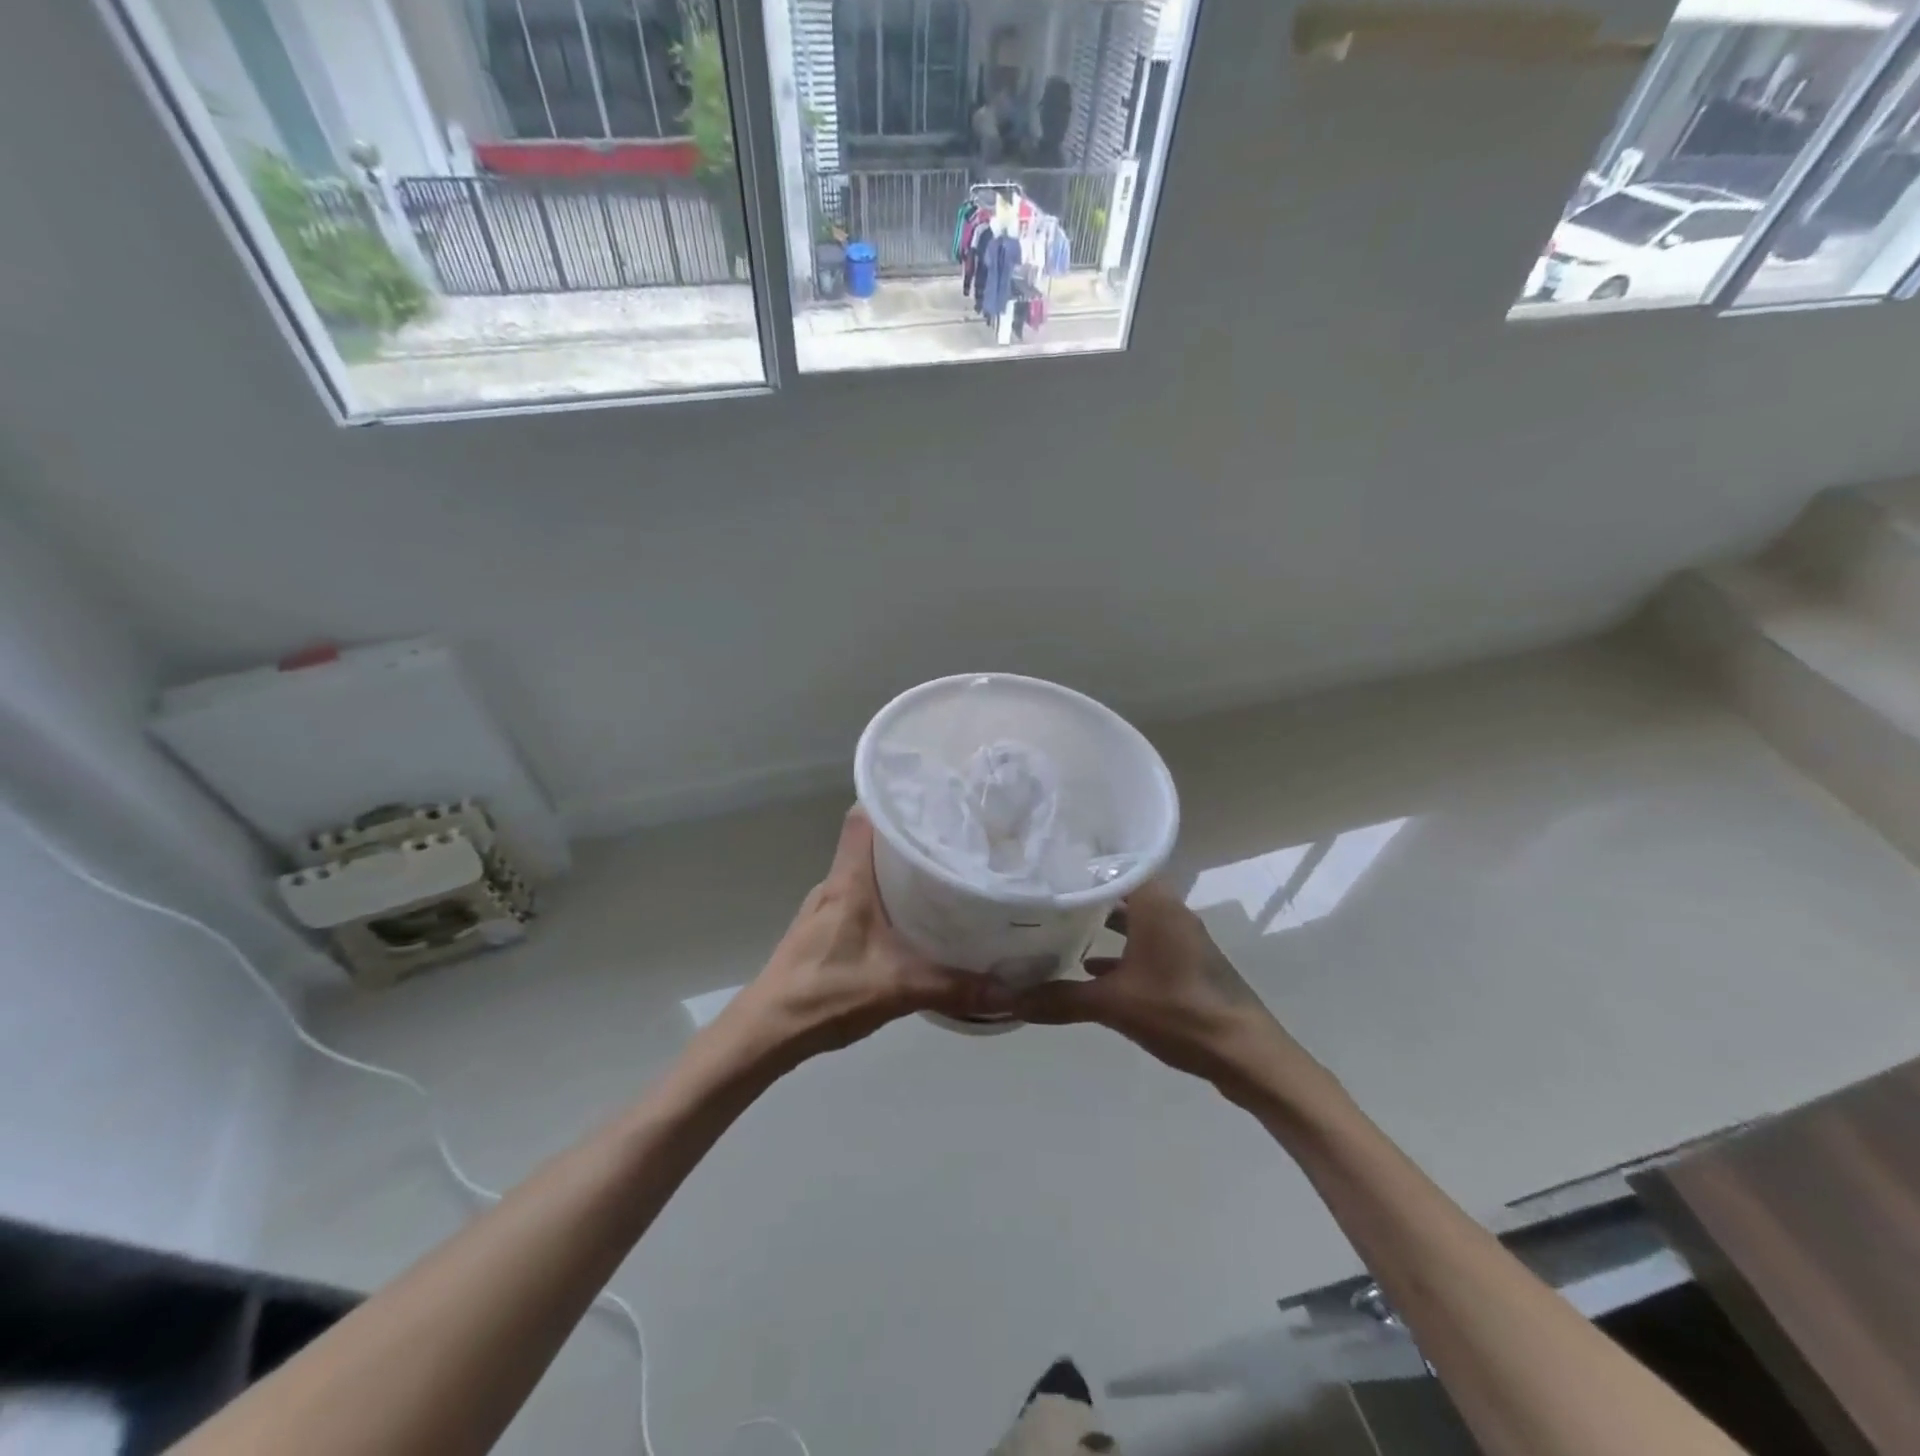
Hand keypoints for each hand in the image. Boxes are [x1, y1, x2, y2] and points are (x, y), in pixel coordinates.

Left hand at [717, 808, 1009, 1066]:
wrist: (766, 1032)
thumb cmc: (826, 993)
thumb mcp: (898, 988)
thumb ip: (955, 987)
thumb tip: (1012, 989)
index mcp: (848, 881)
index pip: (863, 817)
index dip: (892, 798)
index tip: (931, 795)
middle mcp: (835, 884)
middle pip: (870, 841)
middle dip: (909, 834)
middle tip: (953, 836)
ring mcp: (825, 907)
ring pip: (865, 871)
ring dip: (897, 868)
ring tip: (941, 872)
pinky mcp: (823, 929)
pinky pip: (860, 896)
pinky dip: (885, 896)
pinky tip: (911, 917)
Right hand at [1009, 880, 1314, 1104]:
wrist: (1246, 1056)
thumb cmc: (1181, 1012)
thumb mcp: (1113, 1004)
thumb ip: (1059, 999)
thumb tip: (1006, 998)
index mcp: (1157, 905)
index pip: (1115, 864)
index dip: (1081, 861)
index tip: (1046, 860)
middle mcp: (1170, 912)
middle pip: (1122, 890)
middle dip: (1085, 892)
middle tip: (1043, 890)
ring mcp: (1180, 939)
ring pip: (1134, 919)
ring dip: (1102, 922)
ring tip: (1059, 924)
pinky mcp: (1185, 964)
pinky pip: (1144, 944)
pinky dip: (1119, 950)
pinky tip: (1089, 968)